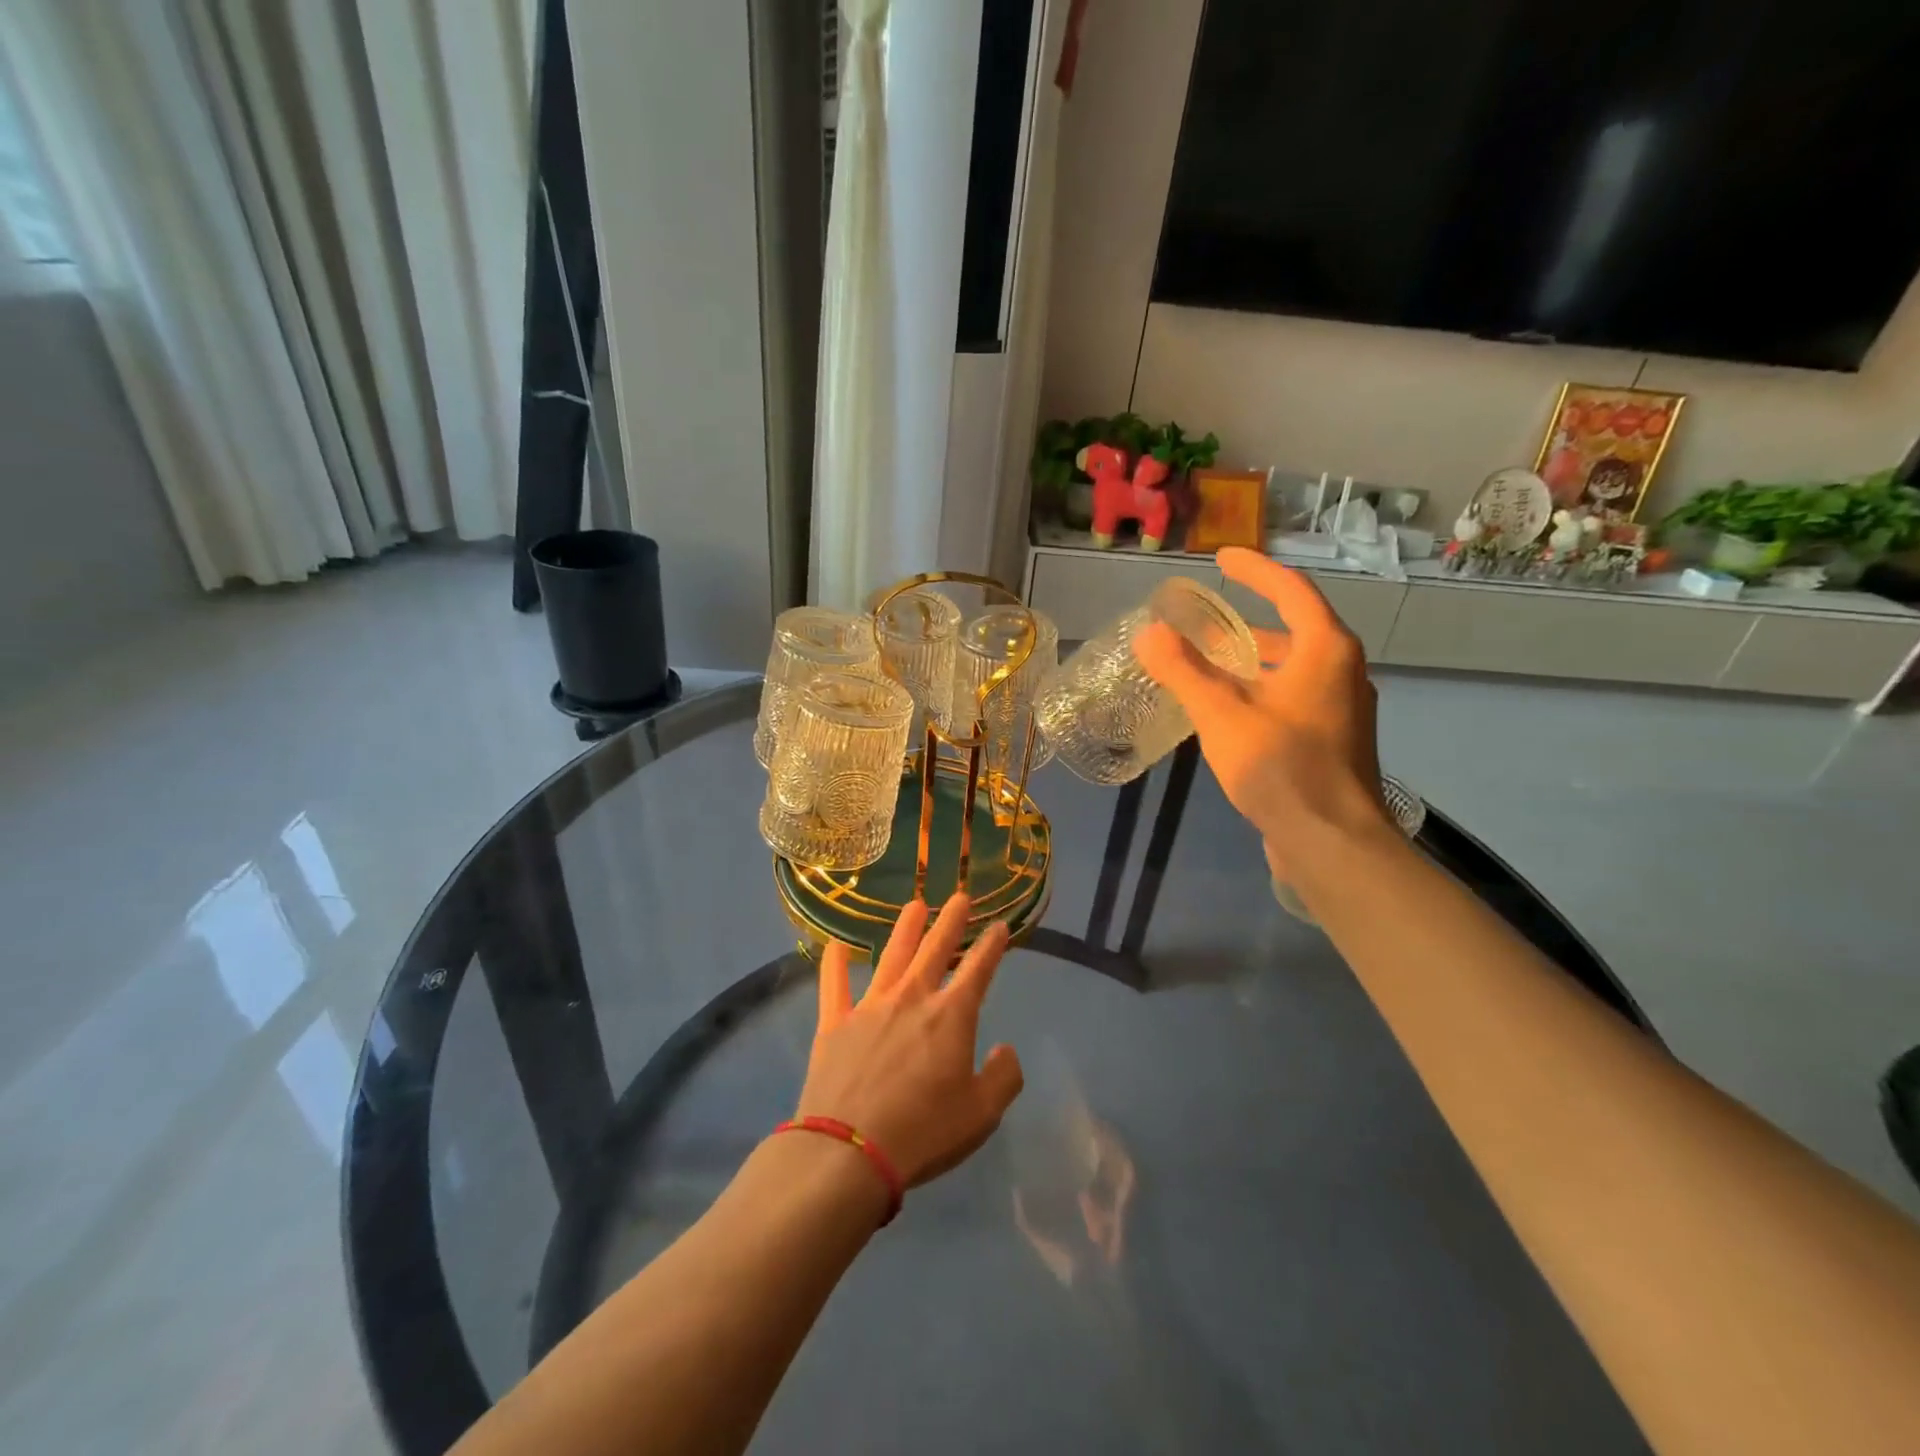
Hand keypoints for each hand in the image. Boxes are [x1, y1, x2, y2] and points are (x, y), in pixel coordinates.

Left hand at [799, 894, 1023, 1187]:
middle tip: (960, 897)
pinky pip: (833, 985)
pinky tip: (834, 945)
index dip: (991, 947)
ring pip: (892, 956)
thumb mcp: (982, 1115)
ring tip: (915, 906)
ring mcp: (870, 1006)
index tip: (1000, 926)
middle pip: (935, 950)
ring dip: (906, 929)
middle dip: (951, 922)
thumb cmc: (924, 1132)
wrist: (849, 1151)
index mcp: (951, 1016)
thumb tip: (1005, 1050)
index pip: (978, 971)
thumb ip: (1003, 1078)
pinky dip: (834, 963)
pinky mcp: (835, 1023)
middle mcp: (912, 998)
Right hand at [1132, 547, 1389, 878]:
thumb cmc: (1280, 767)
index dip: (1255, 570)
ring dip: (1252, 660)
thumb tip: (1149, 633)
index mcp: (1325, 650)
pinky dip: (1260, 690)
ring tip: (1208, 664)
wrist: (1331, 841)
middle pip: (1293, 629)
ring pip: (1292, 668)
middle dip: (1247, 622)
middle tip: (1204, 621)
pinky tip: (1228, 712)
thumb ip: (1183, 670)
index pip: (1291, 590)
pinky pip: (1292, 697)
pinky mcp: (1333, 740)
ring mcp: (1341, 708)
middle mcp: (1342, 671)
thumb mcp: (1221, 713)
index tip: (1221, 558)